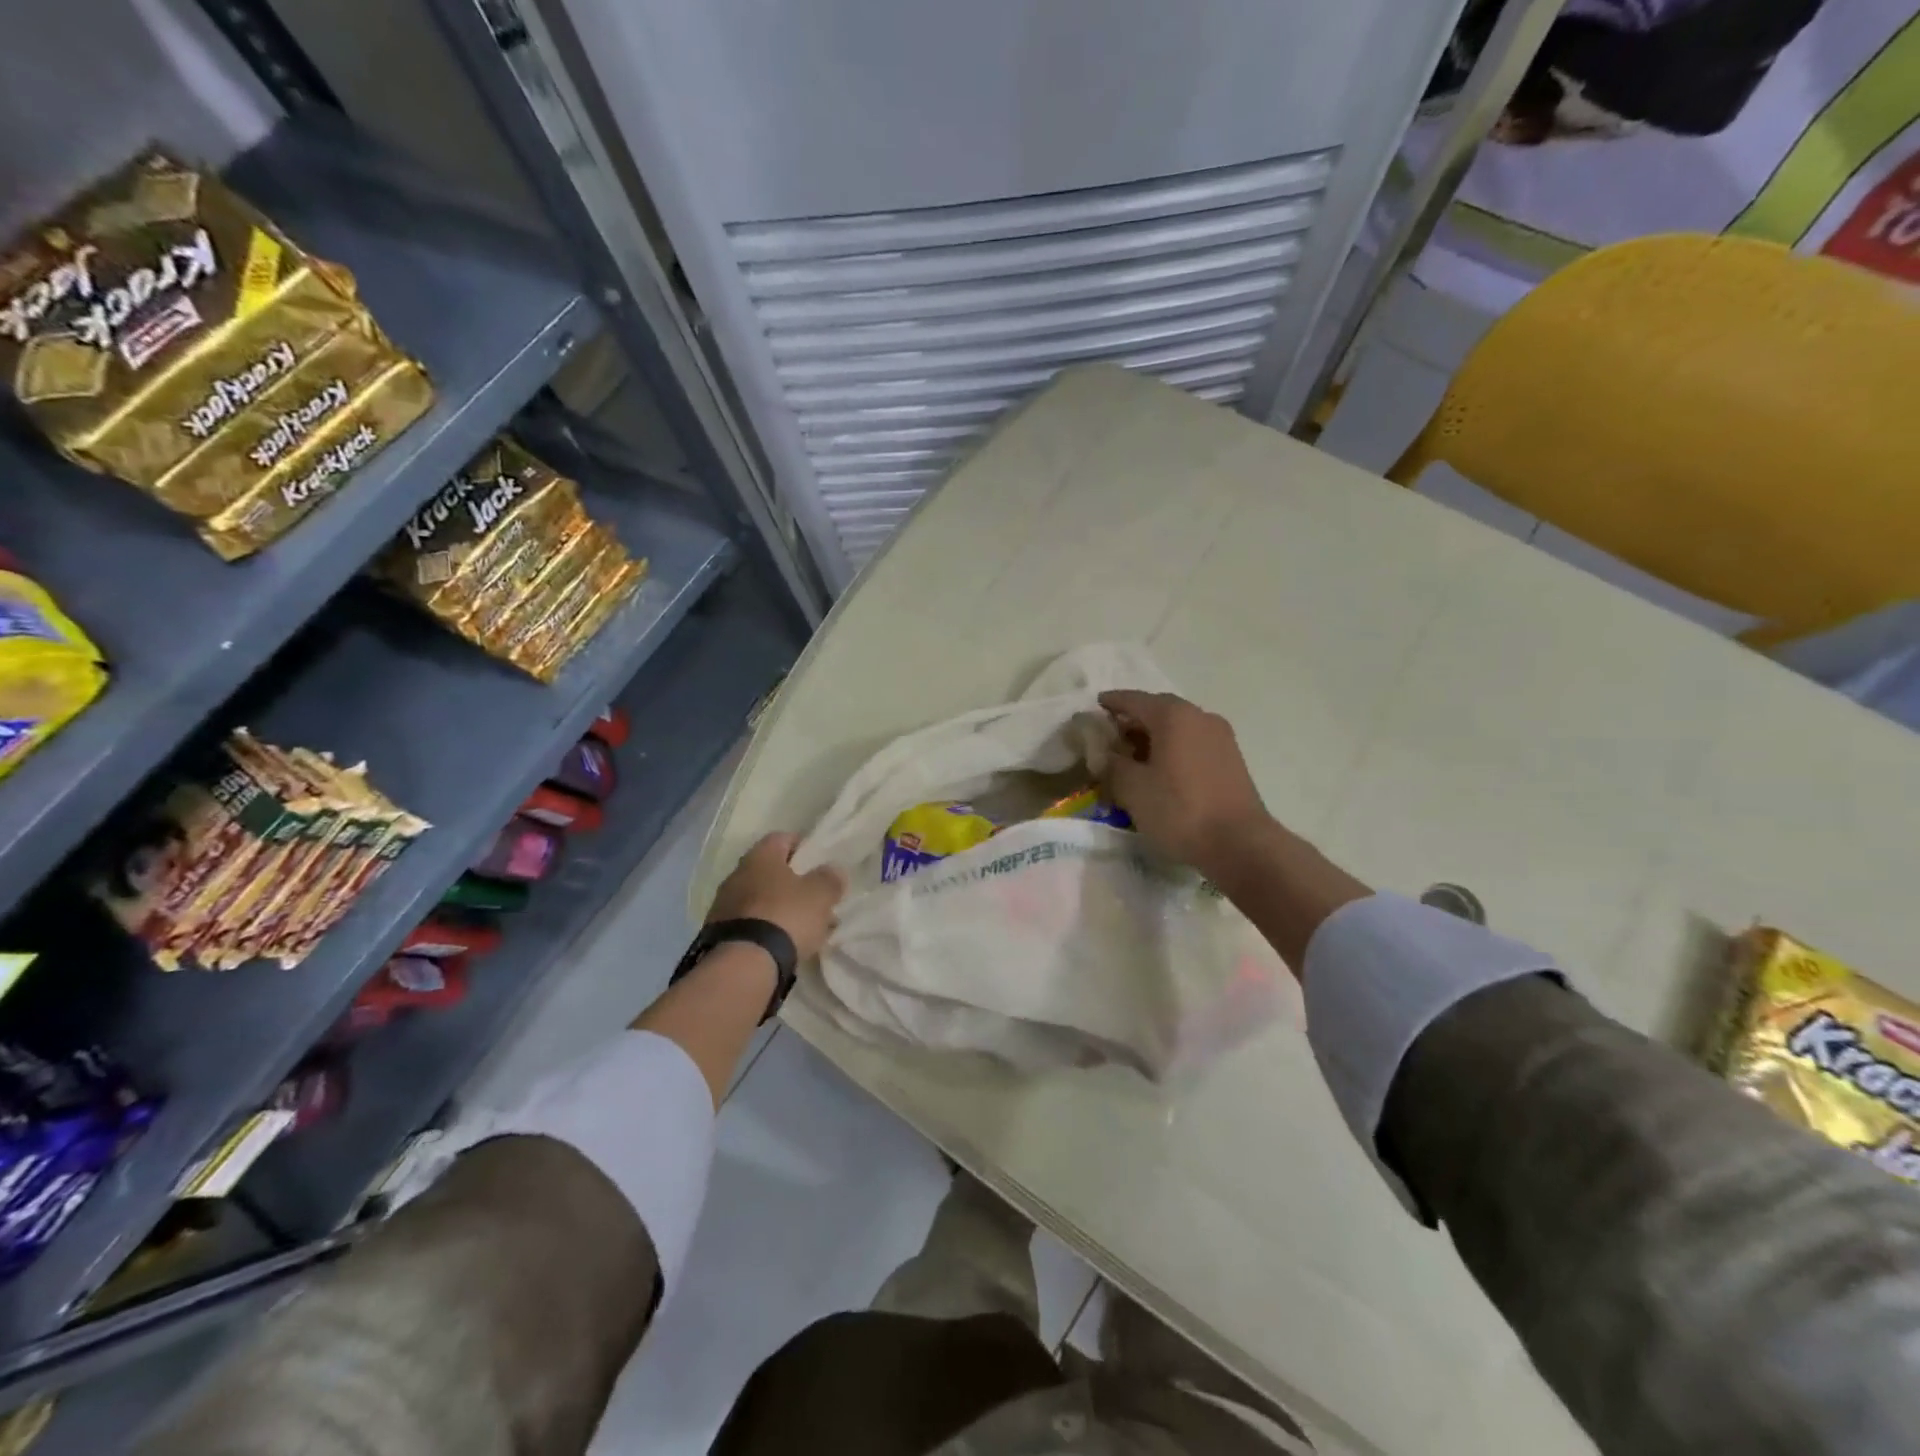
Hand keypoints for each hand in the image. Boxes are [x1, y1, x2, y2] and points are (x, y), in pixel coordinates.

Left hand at [706, 832, 846, 959]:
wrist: (742, 964)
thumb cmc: (786, 916)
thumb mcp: (820, 895)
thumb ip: (830, 878)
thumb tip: (833, 869)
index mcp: (760, 856)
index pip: (782, 838)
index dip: (802, 847)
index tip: (817, 862)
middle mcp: (736, 874)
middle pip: (769, 871)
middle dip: (792, 883)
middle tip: (814, 898)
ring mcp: (723, 905)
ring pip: (759, 899)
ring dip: (778, 908)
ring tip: (802, 927)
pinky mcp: (717, 934)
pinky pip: (749, 924)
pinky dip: (765, 929)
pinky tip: (782, 944)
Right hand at [1100, 690, 1273, 876]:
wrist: (1239, 844)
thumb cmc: (1179, 810)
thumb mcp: (1132, 789)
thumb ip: (1112, 764)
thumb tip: (1106, 754)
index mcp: (1173, 715)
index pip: (1133, 699)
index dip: (1111, 702)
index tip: (1095, 706)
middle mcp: (1200, 717)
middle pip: (1158, 710)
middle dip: (1133, 720)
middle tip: (1111, 737)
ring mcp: (1220, 737)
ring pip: (1178, 728)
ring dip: (1154, 736)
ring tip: (1133, 757)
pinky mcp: (1231, 760)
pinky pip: (1193, 743)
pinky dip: (1173, 749)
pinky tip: (1160, 770)